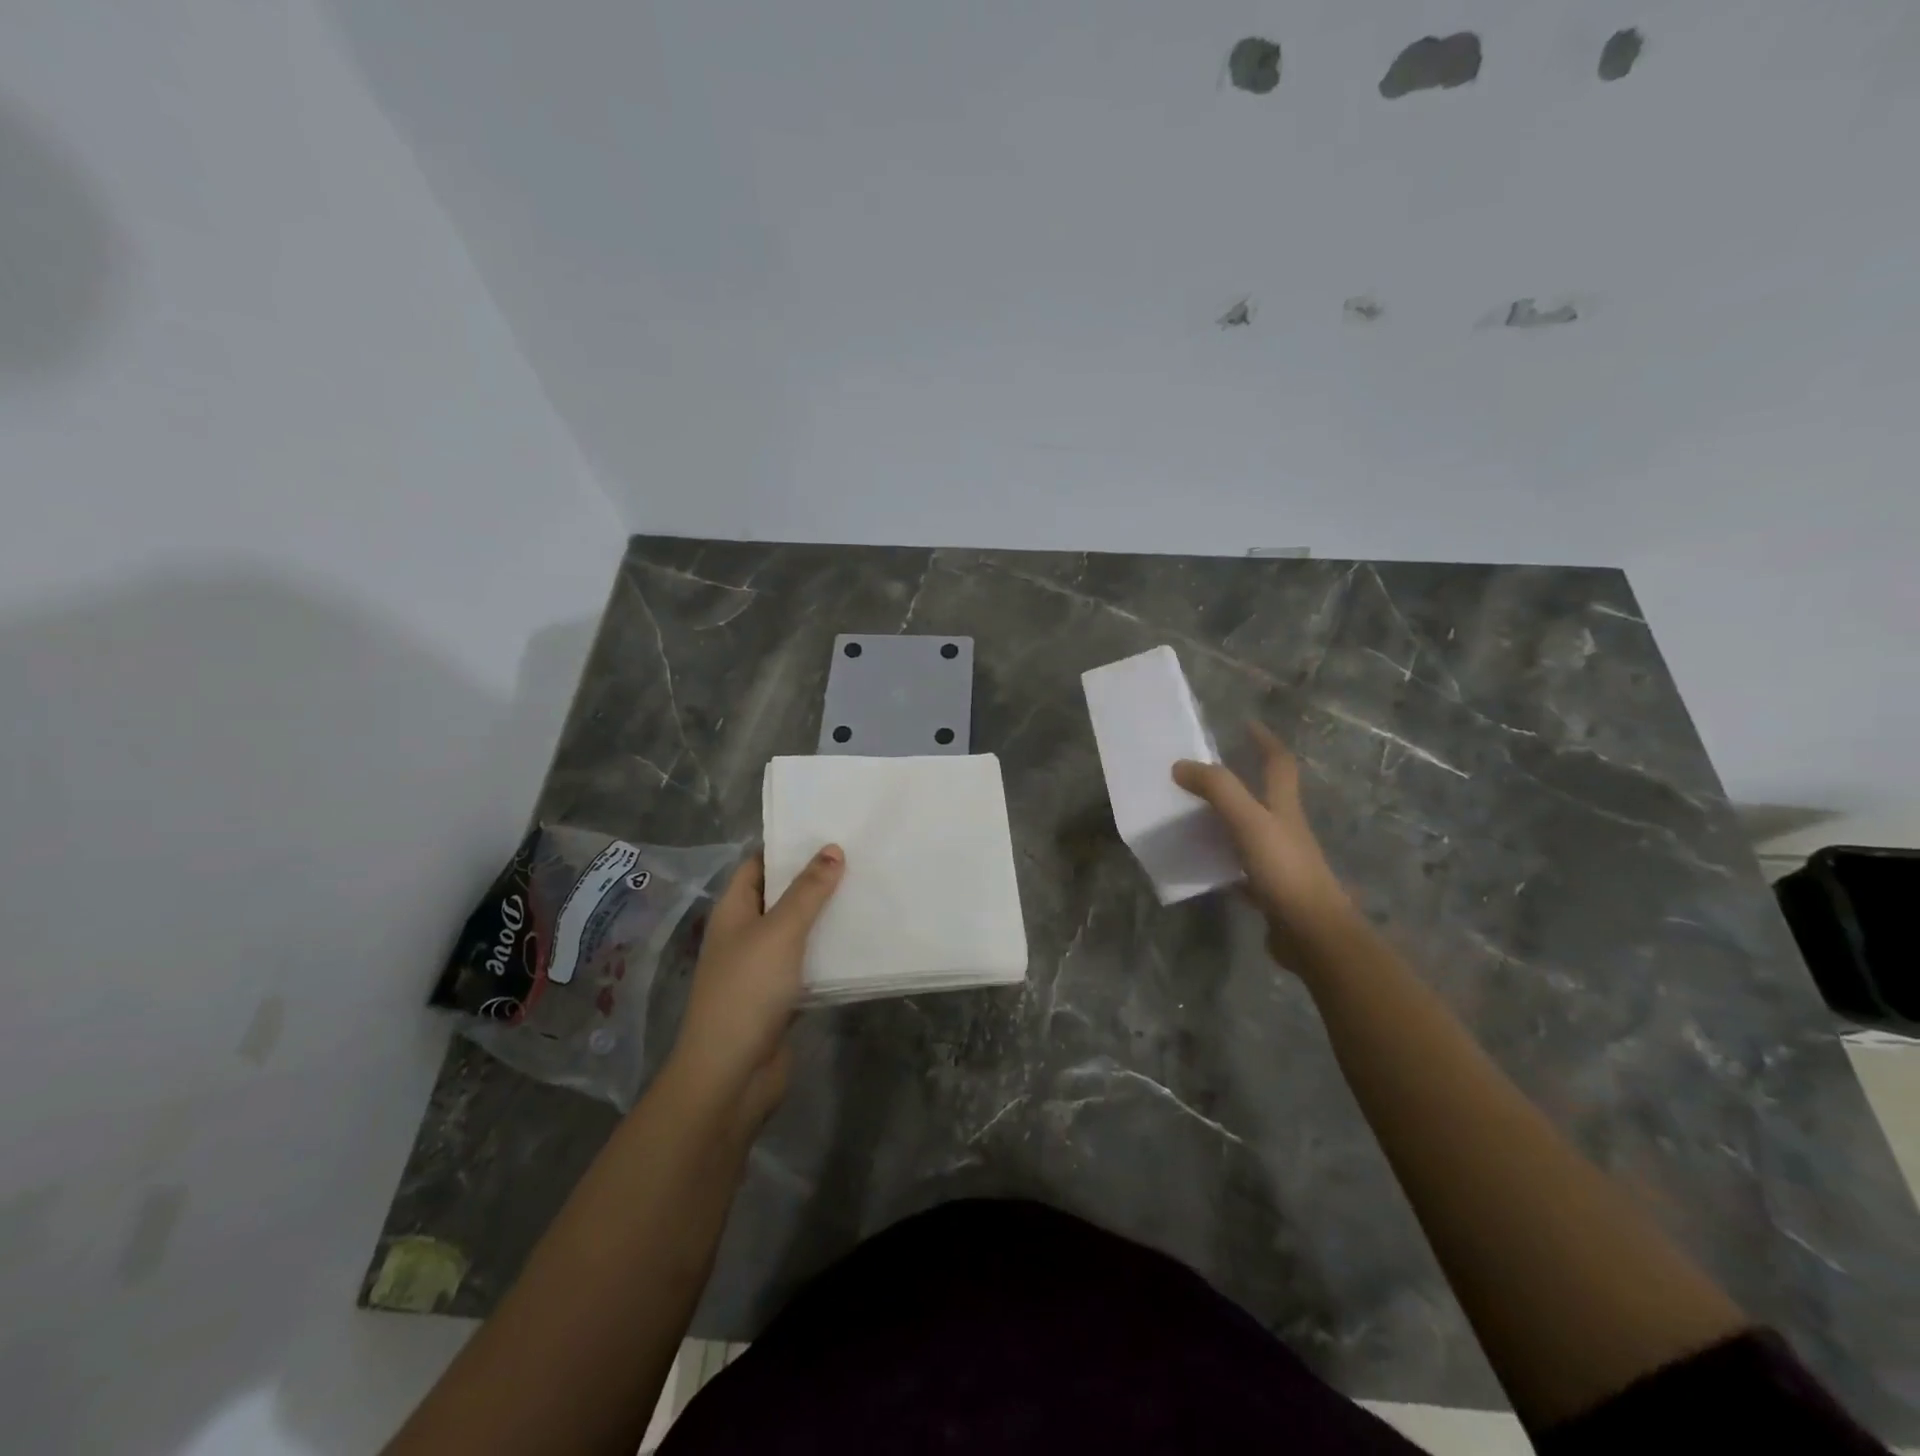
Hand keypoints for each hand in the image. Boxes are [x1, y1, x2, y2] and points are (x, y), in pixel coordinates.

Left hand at [665, 846, 843, 1128]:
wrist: (731, 1074)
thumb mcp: (780, 932)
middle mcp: (745, 934)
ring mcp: (762, 968)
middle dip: (814, 879)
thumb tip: (832, 849)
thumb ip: (808, 891)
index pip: (758, 865)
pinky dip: (829, 953)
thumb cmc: (748, 991)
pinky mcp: (781, 997)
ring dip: (826, 916)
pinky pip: (809, 964)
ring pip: (798, 931)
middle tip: (859, 857)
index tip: (827, 830)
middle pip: (781, 897)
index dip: (787, 847)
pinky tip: (863, 942)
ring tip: (868, 891)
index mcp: (733, 911)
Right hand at [1173, 723, 1353, 966]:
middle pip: (1264, 796)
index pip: (1278, 764)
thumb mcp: (1249, 822)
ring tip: (1192, 814)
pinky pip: (1240, 867)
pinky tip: (1201, 864)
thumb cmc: (1284, 871)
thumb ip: (1218, 790)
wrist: (1313, 935)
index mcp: (1283, 808)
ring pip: (1249, 831)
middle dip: (1240, 779)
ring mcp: (1278, 862)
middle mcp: (1284, 830)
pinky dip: (1222, 860)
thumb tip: (1181, 765)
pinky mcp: (1269, 891)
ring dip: (1226, 819)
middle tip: (1203, 772)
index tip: (1247, 724)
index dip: (1265, 741)